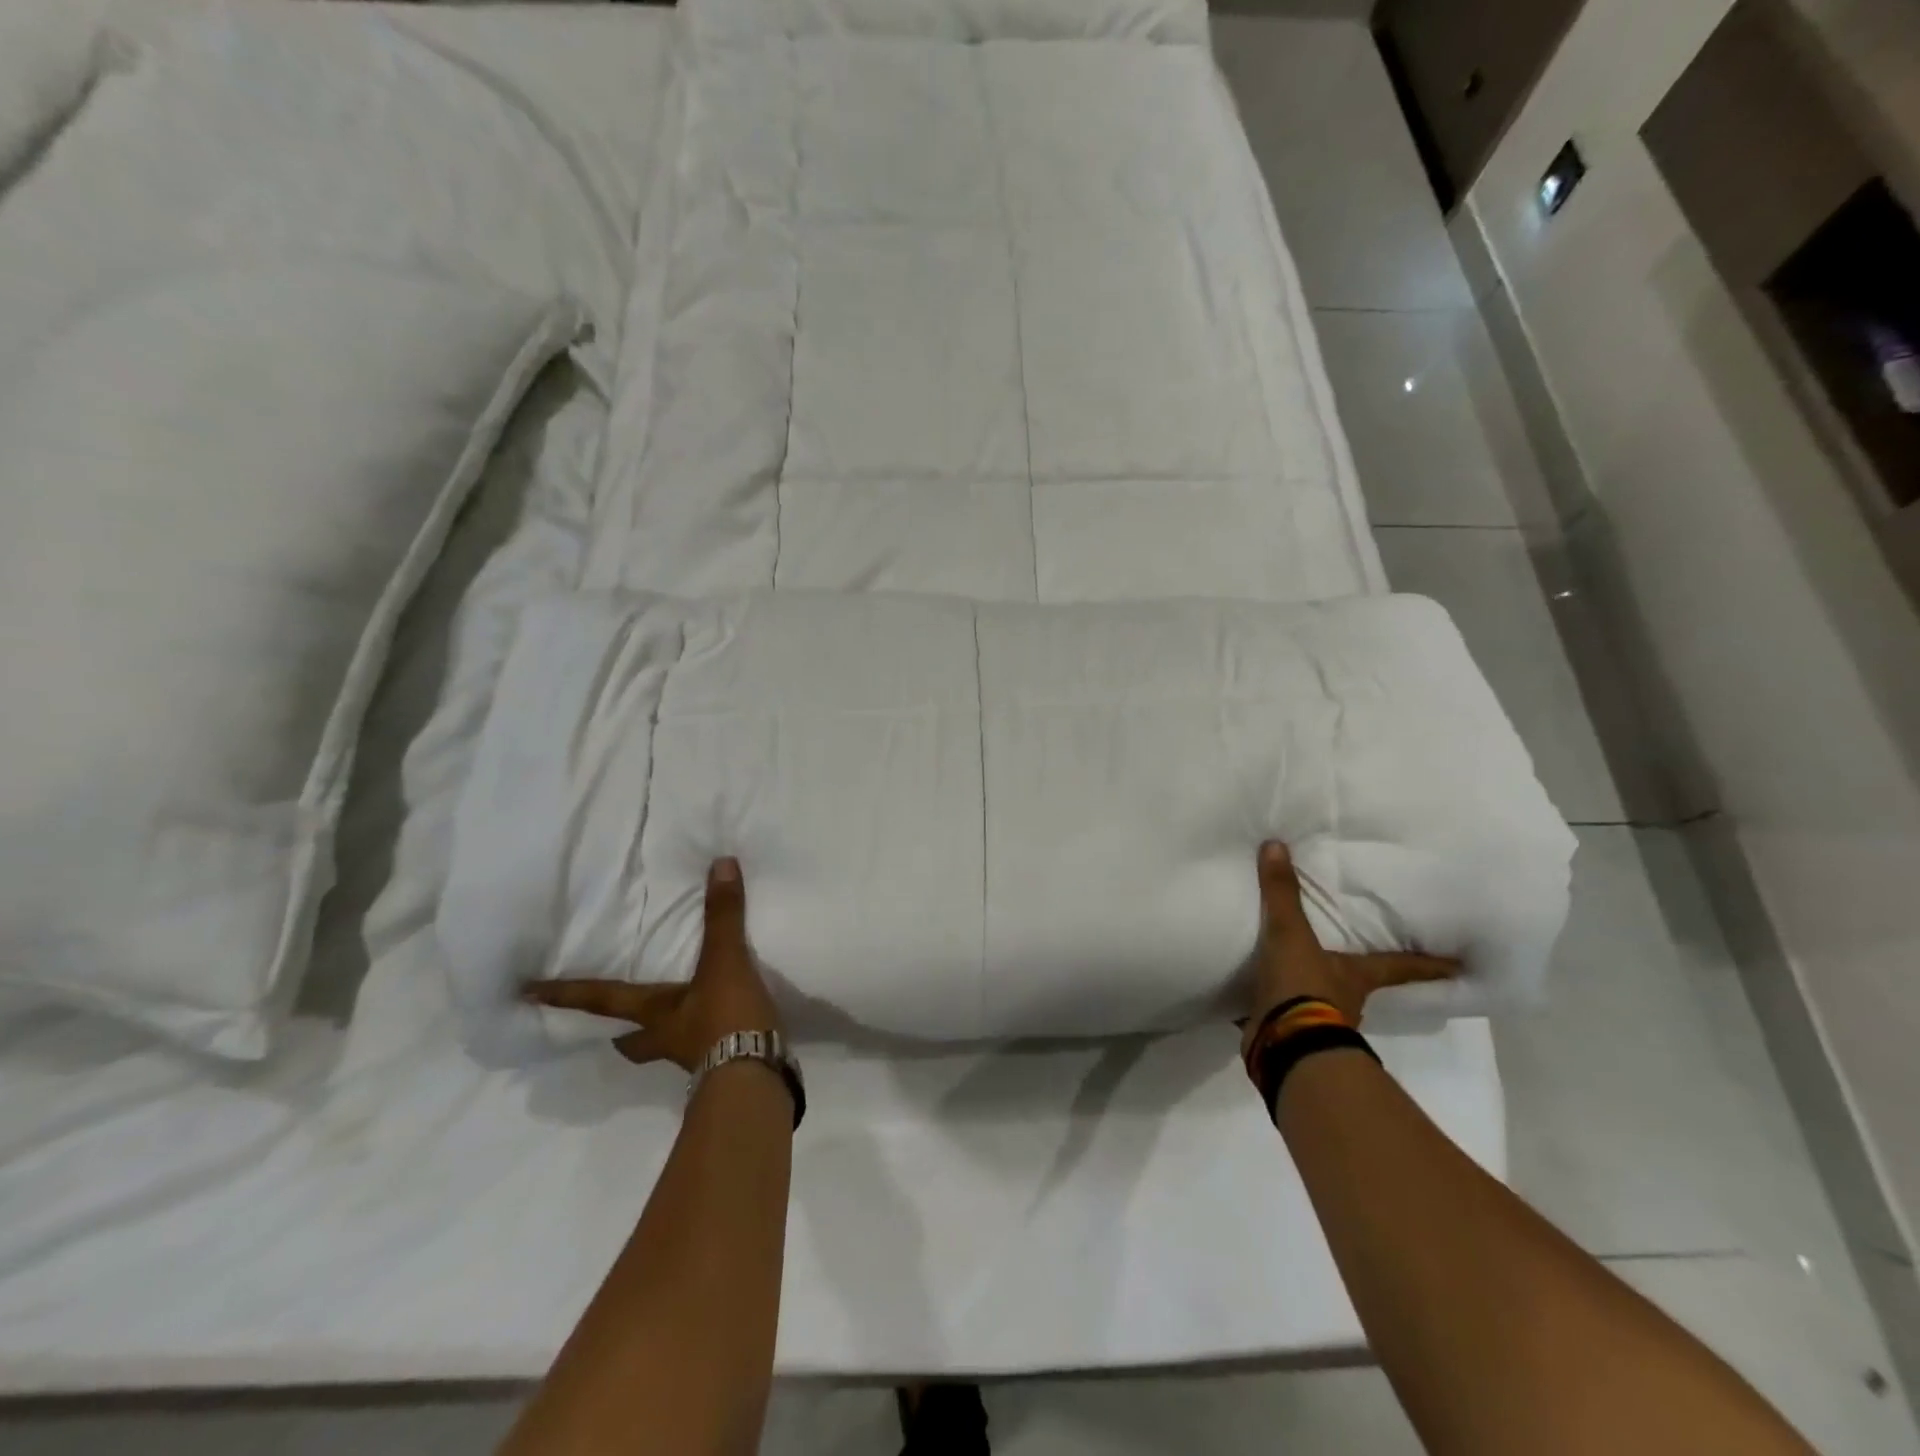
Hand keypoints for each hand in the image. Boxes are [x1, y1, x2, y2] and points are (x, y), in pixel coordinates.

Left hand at [523, 857, 782, 1072]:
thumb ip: (722, 916)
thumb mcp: (724, 962)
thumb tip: (720, 864)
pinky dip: (707, 1036)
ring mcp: (693, 1056)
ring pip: (665, 1046)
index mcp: (654, 1013)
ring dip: (662, 1035)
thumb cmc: (726, 1018)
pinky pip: (705, 1048)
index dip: (567, 995)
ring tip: (675, 1017)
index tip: (528, 995)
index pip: (601, 1000)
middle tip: (609, 1026)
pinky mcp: (723, 1065)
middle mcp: (666, 1037)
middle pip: (630, 1039)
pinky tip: (722, 1026)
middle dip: (619, 1032)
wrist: (757, 1076)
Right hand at [1243, 841, 1457, 1058]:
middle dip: (1360, 972)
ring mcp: (1319, 1020)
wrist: (1283, 1044)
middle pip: (1362, 982)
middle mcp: (1346, 999)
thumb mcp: (1290, 933)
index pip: (1401, 965)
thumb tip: (1276, 844)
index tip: (1461, 967)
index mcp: (1357, 975)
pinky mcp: (1289, 1034)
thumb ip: (1283, 893)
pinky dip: (1274, 1003)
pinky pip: (1284, 1012)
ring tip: (1296, 968)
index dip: (1429, 964)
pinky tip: (1257, 993)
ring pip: (1322, 998)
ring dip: (1313, 987)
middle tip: (1357, 956)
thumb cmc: (1304, 986)